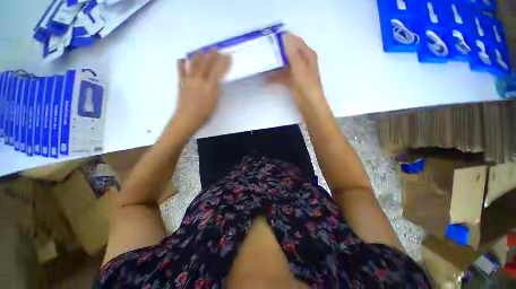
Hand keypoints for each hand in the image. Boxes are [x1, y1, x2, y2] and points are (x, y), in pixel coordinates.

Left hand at [173, 50, 230, 135]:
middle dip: (212, 55)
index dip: (223, 62)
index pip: (217, 70)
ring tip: (202, 51)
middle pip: (206, 63)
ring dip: (199, 55)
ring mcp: (188, 79)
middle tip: (216, 49)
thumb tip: (217, 80)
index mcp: (209, 86)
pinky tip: (182, 58)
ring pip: (193, 63)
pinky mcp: (181, 82)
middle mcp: (199, 80)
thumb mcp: (215, 102)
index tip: (227, 56)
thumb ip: (216, 89)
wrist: (187, 118)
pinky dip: (181, 62)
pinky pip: (180, 69)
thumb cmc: (204, 113)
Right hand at [270, 33, 323, 107]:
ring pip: (284, 65)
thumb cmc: (306, 85)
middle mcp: (302, 61)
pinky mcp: (292, 82)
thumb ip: (292, 53)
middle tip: (263, 51)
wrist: (309, 104)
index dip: (284, 38)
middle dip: (277, 52)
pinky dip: (275, 77)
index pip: (295, 41)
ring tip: (262, 65)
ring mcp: (296, 72)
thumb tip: (285, 36)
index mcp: (307, 55)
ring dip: (275, 66)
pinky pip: (282, 76)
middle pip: (288, 53)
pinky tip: (266, 79)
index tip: (270, 37)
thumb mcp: (299, 67)